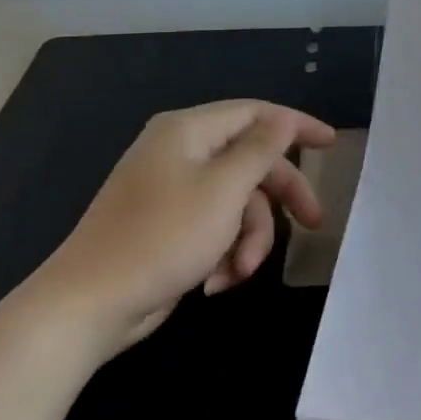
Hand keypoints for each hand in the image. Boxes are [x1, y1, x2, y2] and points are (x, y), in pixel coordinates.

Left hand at [24, 101, 335, 358]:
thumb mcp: (224, 190)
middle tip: (314, 224)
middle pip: (250, 163)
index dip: (296, 126)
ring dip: (248, 239)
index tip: (332, 144)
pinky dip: (223, 253)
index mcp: (190, 131)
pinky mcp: (167, 227)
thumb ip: (261, 149)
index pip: (256, 114)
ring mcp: (172, 191)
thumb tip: (283, 118)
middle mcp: (181, 152)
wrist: (88, 305)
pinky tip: (215, 283)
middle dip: (279, 199)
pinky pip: (215, 227)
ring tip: (239, 272)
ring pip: (237, 202)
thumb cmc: (162, 237)